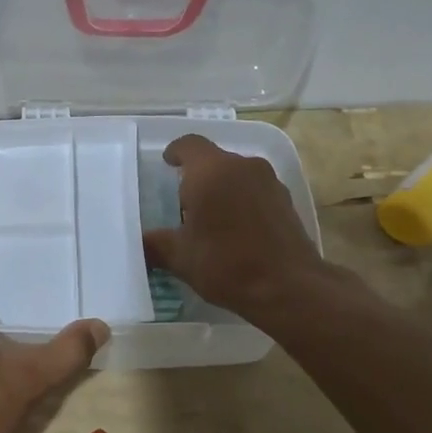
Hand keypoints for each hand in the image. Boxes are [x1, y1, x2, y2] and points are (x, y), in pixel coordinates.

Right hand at [142, 134, 327, 321]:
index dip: (175, 152)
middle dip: (198, 177)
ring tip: (211, 219)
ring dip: (223, 189)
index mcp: (211, 171)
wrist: (290, 288)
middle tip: (184, 203)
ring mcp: (269, 182)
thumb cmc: (227, 264)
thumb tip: (141, 242)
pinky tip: (237, 231)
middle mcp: (242, 166)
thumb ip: (155, 244)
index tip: (168, 163)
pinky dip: (243, 202)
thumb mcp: (180, 258)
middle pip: (214, 160)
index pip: (189, 144)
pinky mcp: (286, 201)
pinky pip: (255, 191)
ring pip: (237, 175)